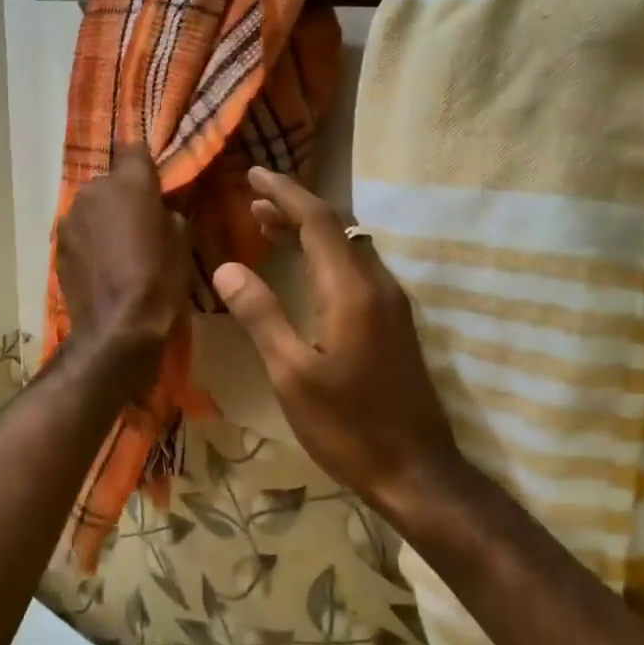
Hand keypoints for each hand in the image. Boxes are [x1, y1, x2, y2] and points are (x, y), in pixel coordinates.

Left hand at [56, 144, 191, 390]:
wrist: (118, 328)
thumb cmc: (160, 281)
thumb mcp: (183, 240)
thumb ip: (169, 210)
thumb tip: (159, 206)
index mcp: (130, 182)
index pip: (134, 149)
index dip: (144, 165)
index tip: (154, 184)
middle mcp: (94, 190)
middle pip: (111, 181)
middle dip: (123, 197)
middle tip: (140, 225)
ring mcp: (70, 216)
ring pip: (92, 207)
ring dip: (104, 219)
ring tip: (119, 250)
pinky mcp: (57, 243)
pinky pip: (80, 231)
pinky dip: (90, 241)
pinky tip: (102, 266)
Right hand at [212, 168, 470, 520]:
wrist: (415, 470)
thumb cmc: (347, 426)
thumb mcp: (291, 375)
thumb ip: (262, 315)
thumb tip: (228, 267)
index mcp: (352, 291)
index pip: (318, 221)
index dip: (285, 193)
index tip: (254, 174)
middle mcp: (378, 285)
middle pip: (336, 228)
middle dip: (294, 208)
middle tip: (252, 202)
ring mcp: (391, 305)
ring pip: (348, 249)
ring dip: (310, 233)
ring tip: (267, 227)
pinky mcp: (394, 324)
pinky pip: (356, 271)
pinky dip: (325, 257)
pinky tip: (305, 272)